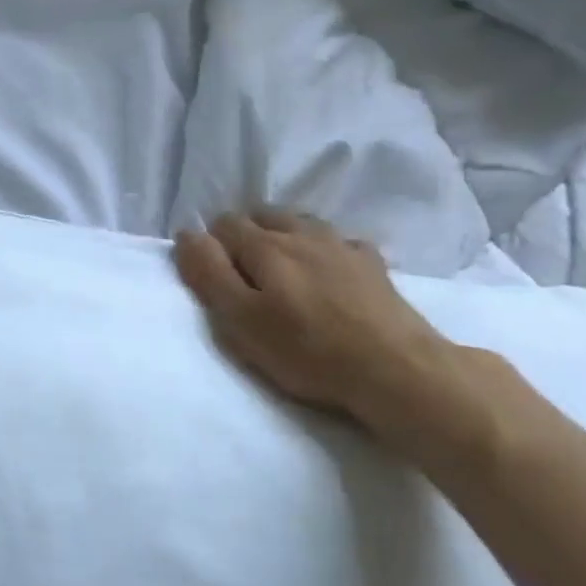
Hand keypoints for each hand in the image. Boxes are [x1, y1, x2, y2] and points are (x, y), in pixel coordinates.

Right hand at [174, 210, 480, 460]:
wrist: (397, 370)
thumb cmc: (306, 350)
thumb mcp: (240, 319)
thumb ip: (208, 273)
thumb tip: (187, 234)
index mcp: (265, 245)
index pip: (224, 224)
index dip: (211, 245)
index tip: (212, 276)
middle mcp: (302, 233)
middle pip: (262, 215)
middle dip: (245, 234)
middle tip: (242, 274)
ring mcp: (343, 246)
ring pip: (301, 223)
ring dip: (283, 236)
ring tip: (281, 269)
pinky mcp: (374, 266)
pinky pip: (339, 243)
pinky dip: (324, 250)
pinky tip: (328, 273)